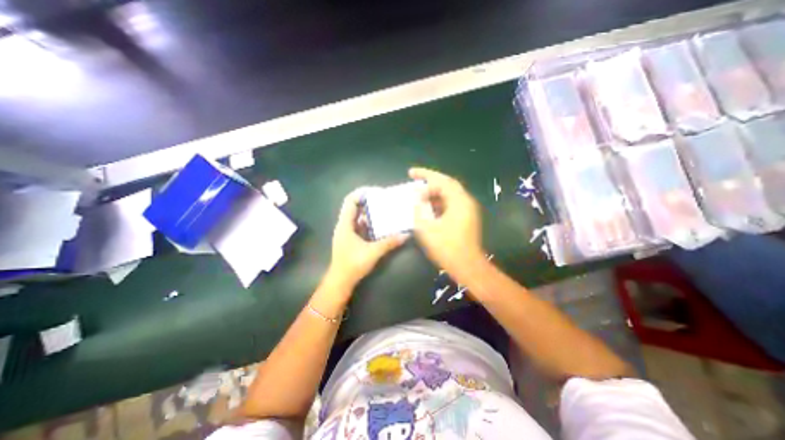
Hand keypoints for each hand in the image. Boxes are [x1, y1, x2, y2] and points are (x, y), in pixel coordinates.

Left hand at [327, 188, 407, 287]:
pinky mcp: (352, 240)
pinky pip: (361, 226)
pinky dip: (370, 223)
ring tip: (385, 210)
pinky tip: (382, 225)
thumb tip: (405, 234)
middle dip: (369, 202)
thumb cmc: (352, 265)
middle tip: (384, 200)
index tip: (376, 192)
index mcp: (345, 225)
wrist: (341, 282)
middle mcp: (345, 225)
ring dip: (370, 213)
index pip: (350, 201)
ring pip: (358, 217)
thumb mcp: (372, 252)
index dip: (361, 193)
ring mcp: (348, 233)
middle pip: (355, 207)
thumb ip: (389, 243)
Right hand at [411, 168, 484, 278]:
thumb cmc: (447, 248)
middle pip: (446, 184)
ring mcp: (467, 210)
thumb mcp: (427, 229)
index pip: (441, 181)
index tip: (411, 174)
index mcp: (459, 201)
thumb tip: (416, 200)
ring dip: (433, 192)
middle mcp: (465, 201)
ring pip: (448, 194)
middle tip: (414, 176)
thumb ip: (419, 211)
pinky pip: (450, 203)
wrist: (467, 266)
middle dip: (429, 179)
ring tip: (418, 192)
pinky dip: (438, 202)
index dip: (425, 175)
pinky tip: (427, 206)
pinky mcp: (465, 218)